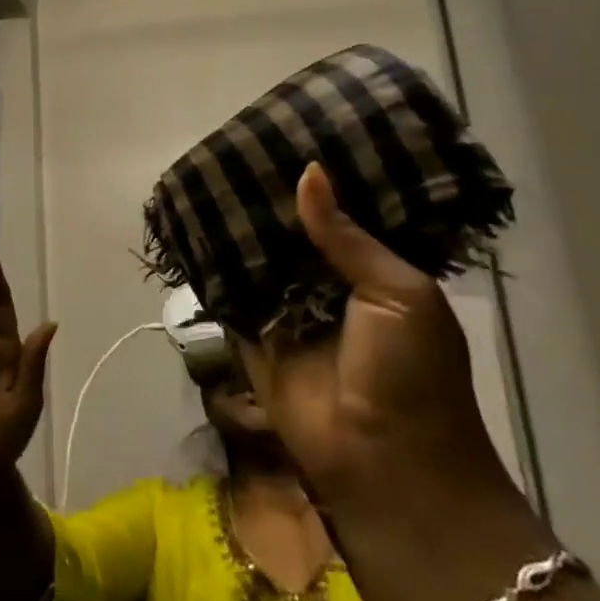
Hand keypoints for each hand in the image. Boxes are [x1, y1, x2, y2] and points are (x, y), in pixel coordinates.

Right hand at [236, 165, 514, 516]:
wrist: (383, 462)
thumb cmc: (411, 374)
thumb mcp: (398, 293)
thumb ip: (348, 237)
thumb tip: (309, 172)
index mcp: (373, 274)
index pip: (339, 218)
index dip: (317, 185)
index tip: (286, 138)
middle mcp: (326, 287)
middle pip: (290, 235)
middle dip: (267, 202)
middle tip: (232, 150)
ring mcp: (285, 311)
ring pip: (255, 259)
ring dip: (235, 229)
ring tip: (204, 176)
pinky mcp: (249, 335)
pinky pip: (227, 294)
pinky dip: (210, 266)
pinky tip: (188, 226)